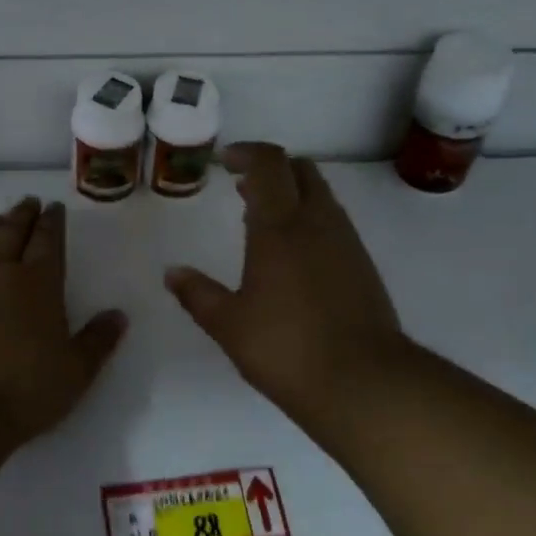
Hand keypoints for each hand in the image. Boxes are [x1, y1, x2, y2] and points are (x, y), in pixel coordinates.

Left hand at [0, 197, 127, 447]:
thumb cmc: (20, 392)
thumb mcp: (75, 373)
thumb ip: (98, 341)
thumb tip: (119, 315)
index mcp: (37, 284)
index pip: (48, 242)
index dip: (52, 223)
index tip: (54, 208)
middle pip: (9, 233)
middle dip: (22, 215)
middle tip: (28, 202)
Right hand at [164, 143, 404, 426]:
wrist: (363, 382)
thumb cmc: (286, 349)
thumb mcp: (229, 325)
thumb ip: (197, 294)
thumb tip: (172, 273)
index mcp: (280, 227)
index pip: (269, 165)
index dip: (247, 153)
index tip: (225, 160)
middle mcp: (317, 223)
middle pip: (301, 170)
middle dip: (272, 168)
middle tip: (242, 186)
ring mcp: (346, 242)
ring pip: (321, 195)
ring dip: (292, 193)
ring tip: (262, 219)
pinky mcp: (363, 265)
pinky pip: (333, 222)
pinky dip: (310, 219)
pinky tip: (293, 254)